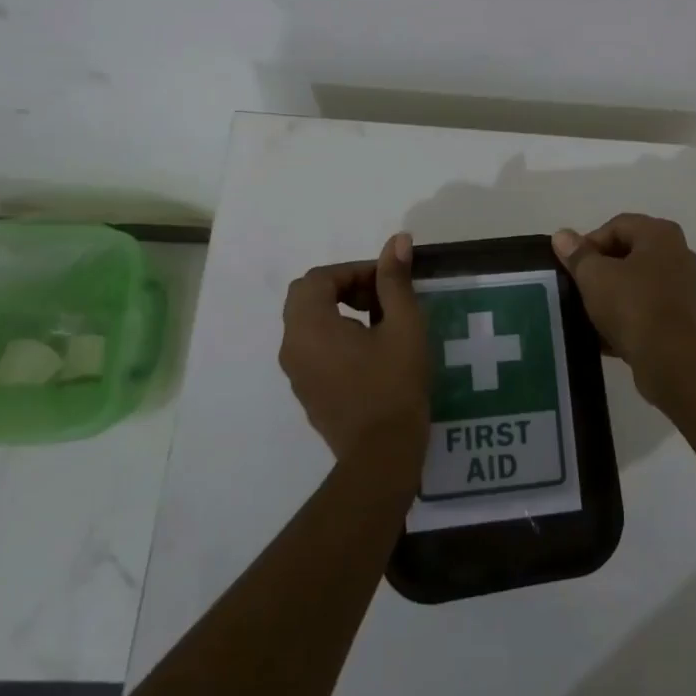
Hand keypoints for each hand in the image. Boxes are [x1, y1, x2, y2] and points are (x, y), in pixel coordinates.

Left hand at [280, 233, 429, 465]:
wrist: (382, 455)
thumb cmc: (394, 384)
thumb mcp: (403, 325)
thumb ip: (395, 280)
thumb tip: (397, 240)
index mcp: (309, 325)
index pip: (321, 277)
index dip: (356, 271)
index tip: (388, 282)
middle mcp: (292, 345)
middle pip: (307, 296)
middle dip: (344, 287)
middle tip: (380, 299)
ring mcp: (295, 372)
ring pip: (308, 322)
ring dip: (339, 310)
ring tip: (380, 323)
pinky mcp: (306, 391)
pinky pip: (312, 348)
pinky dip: (335, 335)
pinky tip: (370, 352)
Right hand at [552, 214, 695, 402]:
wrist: (668, 359)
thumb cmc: (631, 305)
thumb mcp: (594, 275)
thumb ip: (577, 254)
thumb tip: (562, 236)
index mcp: (661, 234)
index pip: (617, 226)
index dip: (589, 243)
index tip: (572, 267)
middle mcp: (678, 253)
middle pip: (628, 252)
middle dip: (601, 268)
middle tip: (578, 286)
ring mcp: (683, 286)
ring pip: (638, 282)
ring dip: (613, 293)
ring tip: (589, 310)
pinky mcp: (682, 316)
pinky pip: (647, 306)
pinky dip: (627, 314)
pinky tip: (605, 332)